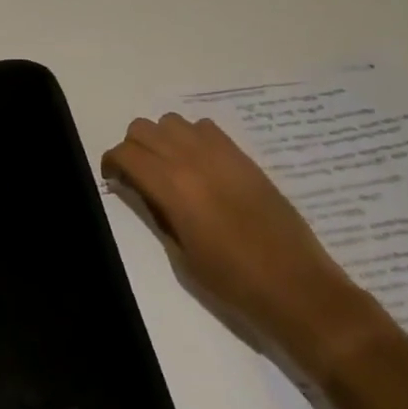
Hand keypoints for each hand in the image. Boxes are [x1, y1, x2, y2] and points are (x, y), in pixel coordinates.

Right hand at [103, 114, 360, 363]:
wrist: (295, 287)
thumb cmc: (232, 281)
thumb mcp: (180, 255)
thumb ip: (156, 213)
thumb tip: (142, 190)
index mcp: (172, 187)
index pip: (126, 153)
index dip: (112, 163)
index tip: (114, 180)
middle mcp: (191, 159)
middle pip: (143, 128)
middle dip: (133, 148)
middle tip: (138, 175)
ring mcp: (220, 153)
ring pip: (172, 122)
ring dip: (162, 138)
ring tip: (169, 167)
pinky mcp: (243, 157)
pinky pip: (205, 128)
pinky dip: (192, 138)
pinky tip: (200, 166)